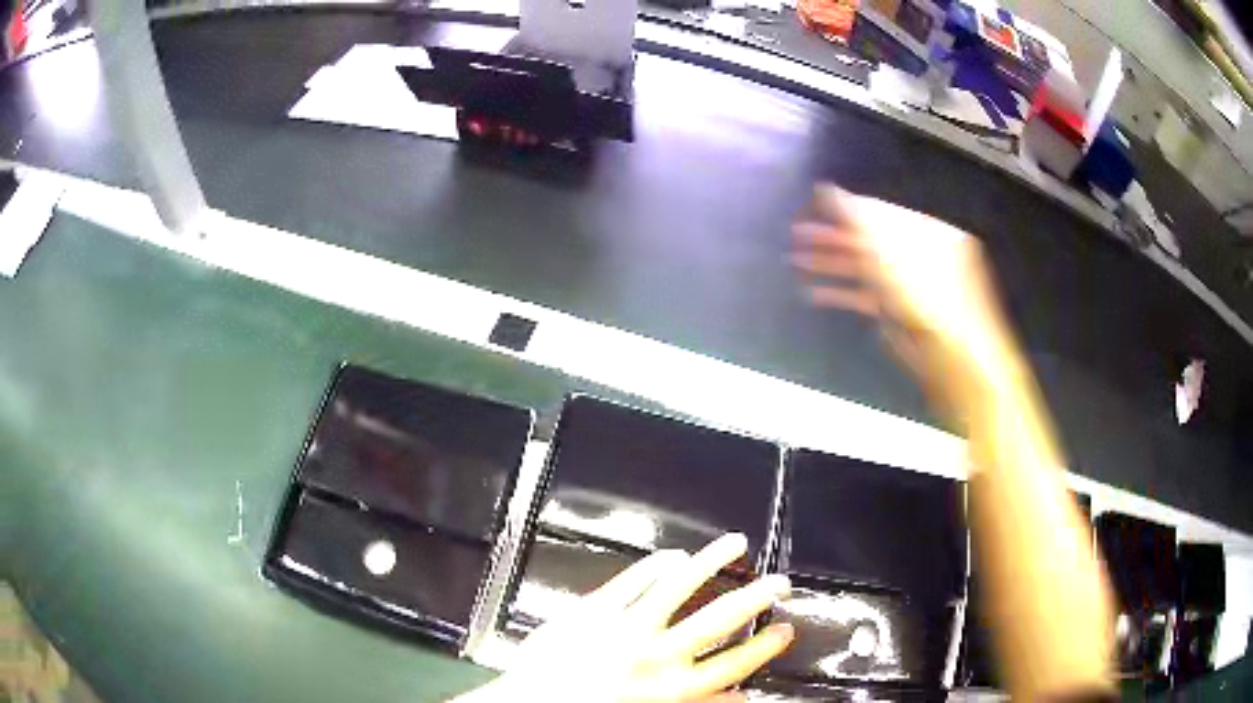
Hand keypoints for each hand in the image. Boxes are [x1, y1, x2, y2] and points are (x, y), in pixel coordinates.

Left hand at [459, 534, 792, 702]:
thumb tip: (742, 697)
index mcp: (671, 690)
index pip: (734, 664)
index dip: (765, 646)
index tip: (786, 628)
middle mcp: (656, 656)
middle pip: (720, 619)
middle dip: (756, 596)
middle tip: (780, 580)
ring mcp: (623, 627)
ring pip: (679, 584)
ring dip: (713, 560)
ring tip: (737, 542)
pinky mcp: (592, 609)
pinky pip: (632, 579)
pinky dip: (657, 563)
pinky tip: (676, 554)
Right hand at [792, 185, 1021, 421]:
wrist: (953, 355)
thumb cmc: (926, 292)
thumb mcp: (889, 248)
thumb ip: (855, 216)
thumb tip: (826, 189)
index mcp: (926, 230)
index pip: (880, 211)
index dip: (845, 208)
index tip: (812, 207)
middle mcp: (921, 253)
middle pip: (871, 240)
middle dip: (832, 237)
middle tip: (796, 234)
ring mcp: (912, 287)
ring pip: (867, 269)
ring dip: (832, 264)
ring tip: (795, 261)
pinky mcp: (902, 315)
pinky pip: (869, 297)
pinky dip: (843, 294)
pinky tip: (813, 294)